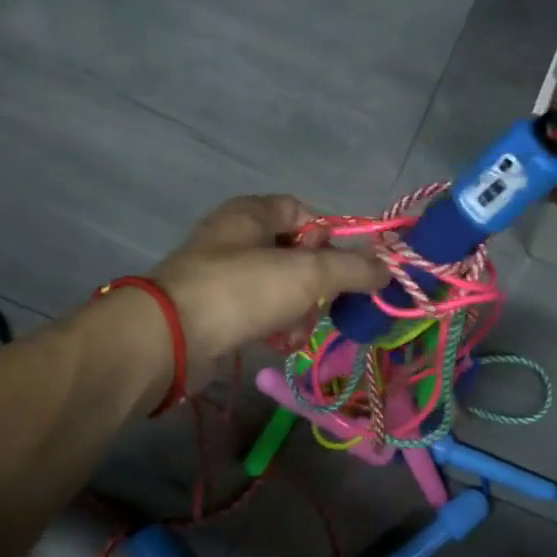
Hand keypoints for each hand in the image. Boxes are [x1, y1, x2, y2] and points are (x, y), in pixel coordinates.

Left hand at [153, 195, 389, 364]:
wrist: (170, 338)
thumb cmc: (241, 290)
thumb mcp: (307, 274)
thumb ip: (352, 268)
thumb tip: (387, 268)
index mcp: (252, 213)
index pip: (304, 212)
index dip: (330, 238)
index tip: (346, 267)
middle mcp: (235, 237)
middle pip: (295, 255)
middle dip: (315, 285)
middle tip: (323, 305)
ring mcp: (221, 275)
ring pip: (279, 288)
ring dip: (297, 312)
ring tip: (295, 332)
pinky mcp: (214, 310)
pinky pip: (257, 313)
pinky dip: (273, 327)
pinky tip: (278, 343)